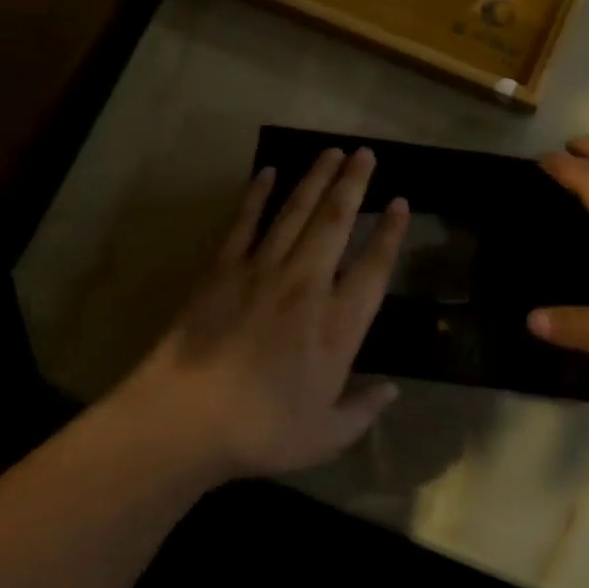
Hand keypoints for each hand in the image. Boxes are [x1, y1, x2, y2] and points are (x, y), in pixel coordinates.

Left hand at [127, 148, 409, 478]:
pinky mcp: (223, 269)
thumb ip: (362, 410)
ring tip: (332, 151)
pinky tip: (267, 172)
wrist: (187, 421)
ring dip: (316, 178)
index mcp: (338, 323)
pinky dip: (257, 195)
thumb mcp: (325, 436)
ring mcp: (263, 270)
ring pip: (296, 212)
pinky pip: (245, 222)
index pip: (374, 266)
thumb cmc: (262, 431)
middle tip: (366, 153)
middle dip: (355, 184)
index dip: (390, 232)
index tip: (401, 202)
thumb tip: (392, 391)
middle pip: (336, 221)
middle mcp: (307, 284)